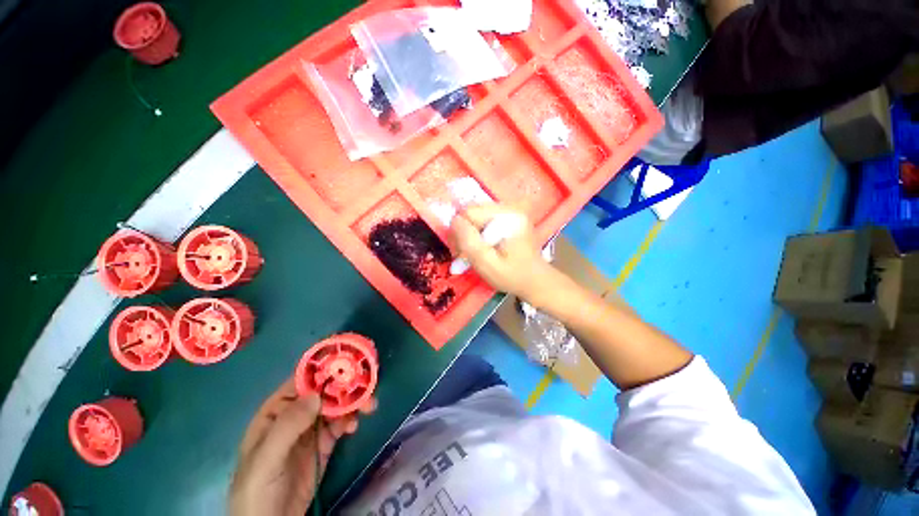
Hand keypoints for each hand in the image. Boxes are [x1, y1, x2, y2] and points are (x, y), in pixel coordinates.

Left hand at [229, 378, 373, 515]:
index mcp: (270, 416)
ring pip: (327, 417)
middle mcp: (288, 424)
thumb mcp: (268, 454)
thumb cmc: (258, 483)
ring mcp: (304, 442)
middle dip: (338, 393)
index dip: (316, 375)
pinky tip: (353, 425)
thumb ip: (288, 426)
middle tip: (365, 393)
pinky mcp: (317, 459)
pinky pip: (331, 437)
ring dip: (345, 409)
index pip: (294, 388)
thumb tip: (316, 395)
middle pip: (315, 401)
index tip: (343, 366)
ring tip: (366, 408)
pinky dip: (343, 428)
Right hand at [450, 204, 557, 301]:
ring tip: (472, 254)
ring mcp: (510, 212)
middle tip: (463, 256)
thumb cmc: (512, 276)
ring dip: (470, 234)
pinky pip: (485, 220)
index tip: (460, 253)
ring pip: (476, 216)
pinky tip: (482, 248)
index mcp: (507, 216)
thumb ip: (469, 241)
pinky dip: (479, 234)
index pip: (469, 212)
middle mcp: (509, 208)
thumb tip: (454, 221)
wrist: (536, 281)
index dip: (459, 231)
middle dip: (464, 232)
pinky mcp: (509, 218)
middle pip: (472, 212)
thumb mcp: (486, 263)